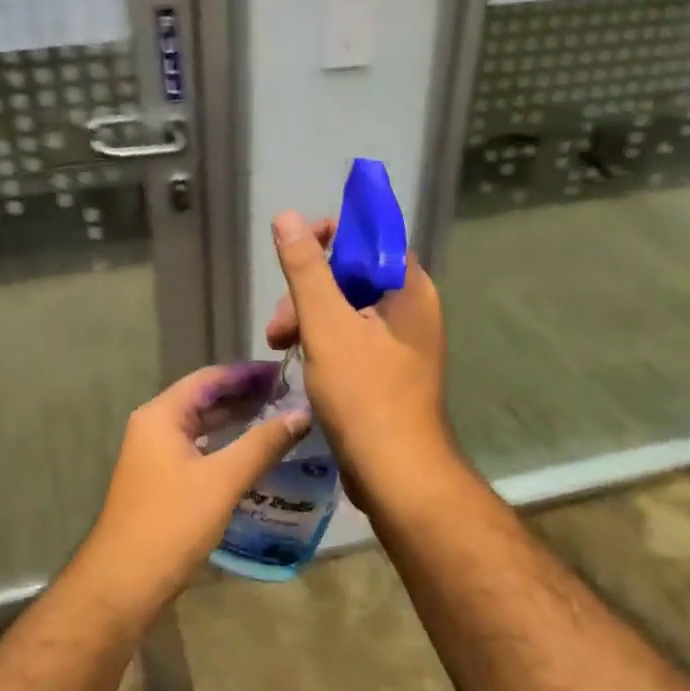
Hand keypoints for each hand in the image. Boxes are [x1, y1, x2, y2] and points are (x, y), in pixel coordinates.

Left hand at [77, 363, 310, 607]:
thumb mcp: (223, 479)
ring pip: (202, 427)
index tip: (285, 372)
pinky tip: (254, 455)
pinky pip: (199, 451)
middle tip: (291, 395)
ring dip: (237, 421)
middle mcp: (154, 428)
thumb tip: (302, 413)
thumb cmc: (172, 522)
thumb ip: (263, 443)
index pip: (209, 378)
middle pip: (204, 399)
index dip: (247, 373)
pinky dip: (226, 446)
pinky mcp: (161, 482)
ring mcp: (155, 456)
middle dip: (245, 396)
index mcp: (161, 416)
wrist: (125, 581)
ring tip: (280, 419)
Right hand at [266, 210, 453, 515]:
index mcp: (408, 287)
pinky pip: (352, 341)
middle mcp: (411, 308)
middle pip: (352, 276)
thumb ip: (306, 270)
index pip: (369, 236)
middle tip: (278, 327)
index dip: (328, 236)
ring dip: (308, 321)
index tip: (292, 256)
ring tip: (280, 349)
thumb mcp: (326, 326)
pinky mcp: (389, 372)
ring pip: (347, 311)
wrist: (396, 472)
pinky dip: (323, 345)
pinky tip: (300, 365)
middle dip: (308, 292)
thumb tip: (288, 217)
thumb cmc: (364, 394)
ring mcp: (401, 343)